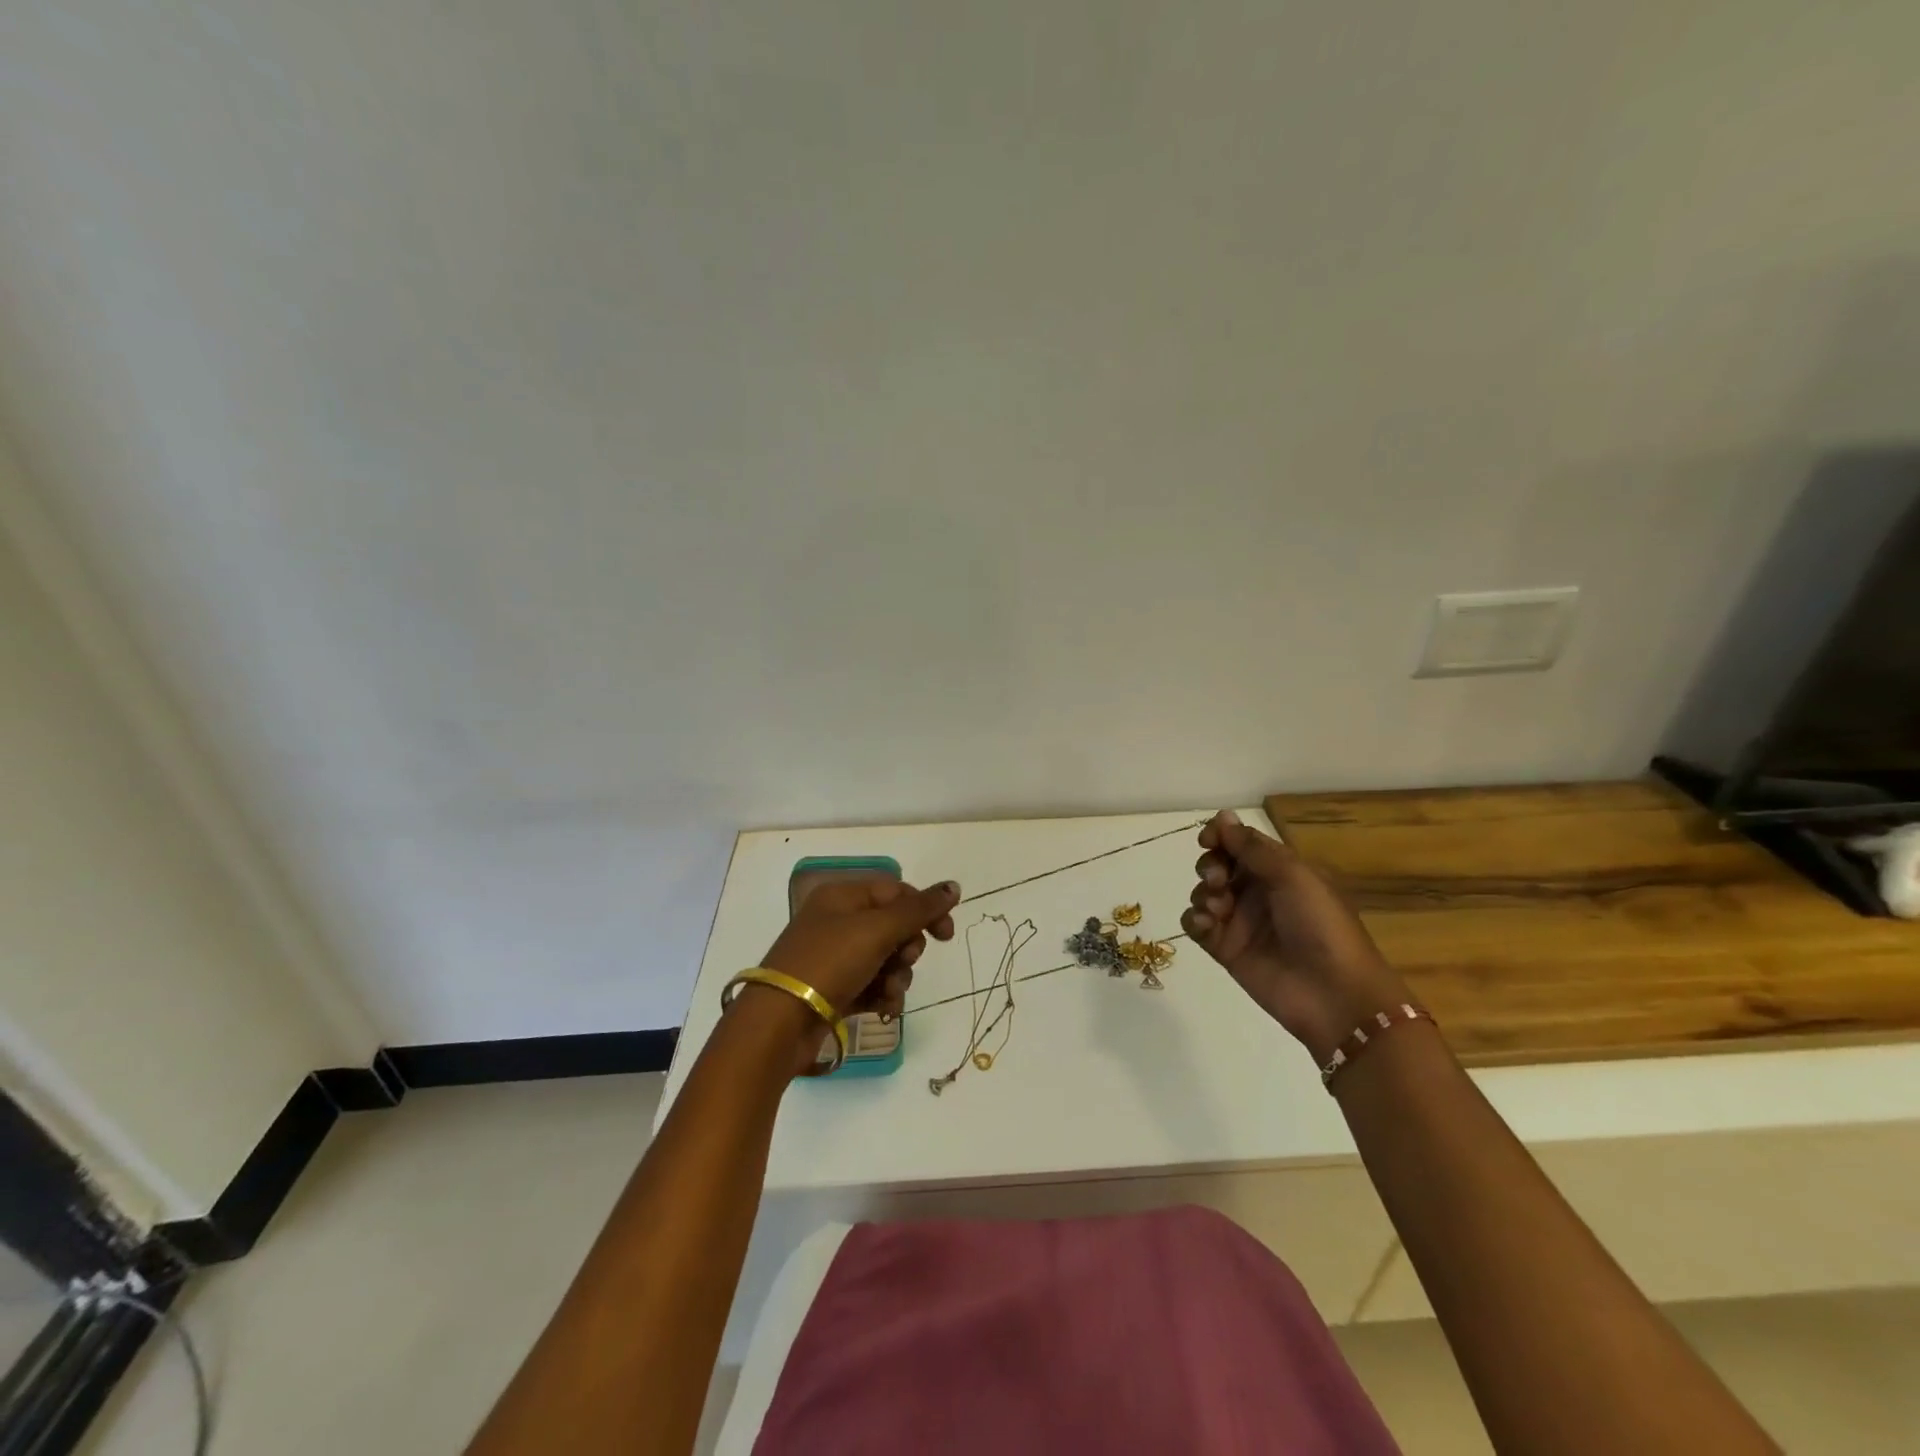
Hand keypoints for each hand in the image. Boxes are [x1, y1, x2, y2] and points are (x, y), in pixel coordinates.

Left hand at [744, 877, 959, 1072]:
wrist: (779, 1023)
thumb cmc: (829, 963)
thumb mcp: (877, 930)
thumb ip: (919, 909)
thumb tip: (954, 886)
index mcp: (842, 897)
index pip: (896, 892)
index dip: (924, 910)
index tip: (946, 935)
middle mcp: (838, 922)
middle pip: (893, 927)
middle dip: (907, 949)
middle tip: (903, 962)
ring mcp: (835, 958)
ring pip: (886, 960)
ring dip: (898, 977)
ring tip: (889, 992)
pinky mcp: (835, 991)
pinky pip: (873, 986)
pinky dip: (883, 996)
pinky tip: (883, 1009)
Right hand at [1182, 810, 1409, 1063]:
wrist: (1334, 995)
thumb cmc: (1321, 926)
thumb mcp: (1293, 876)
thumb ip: (1252, 847)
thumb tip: (1222, 816)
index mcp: (1279, 871)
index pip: (1240, 843)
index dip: (1220, 837)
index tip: (1208, 841)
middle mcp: (1257, 892)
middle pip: (1217, 865)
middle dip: (1210, 866)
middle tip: (1219, 881)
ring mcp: (1240, 921)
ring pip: (1203, 893)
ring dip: (1202, 893)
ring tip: (1218, 910)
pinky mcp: (1225, 949)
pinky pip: (1197, 925)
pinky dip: (1195, 920)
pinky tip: (1208, 925)